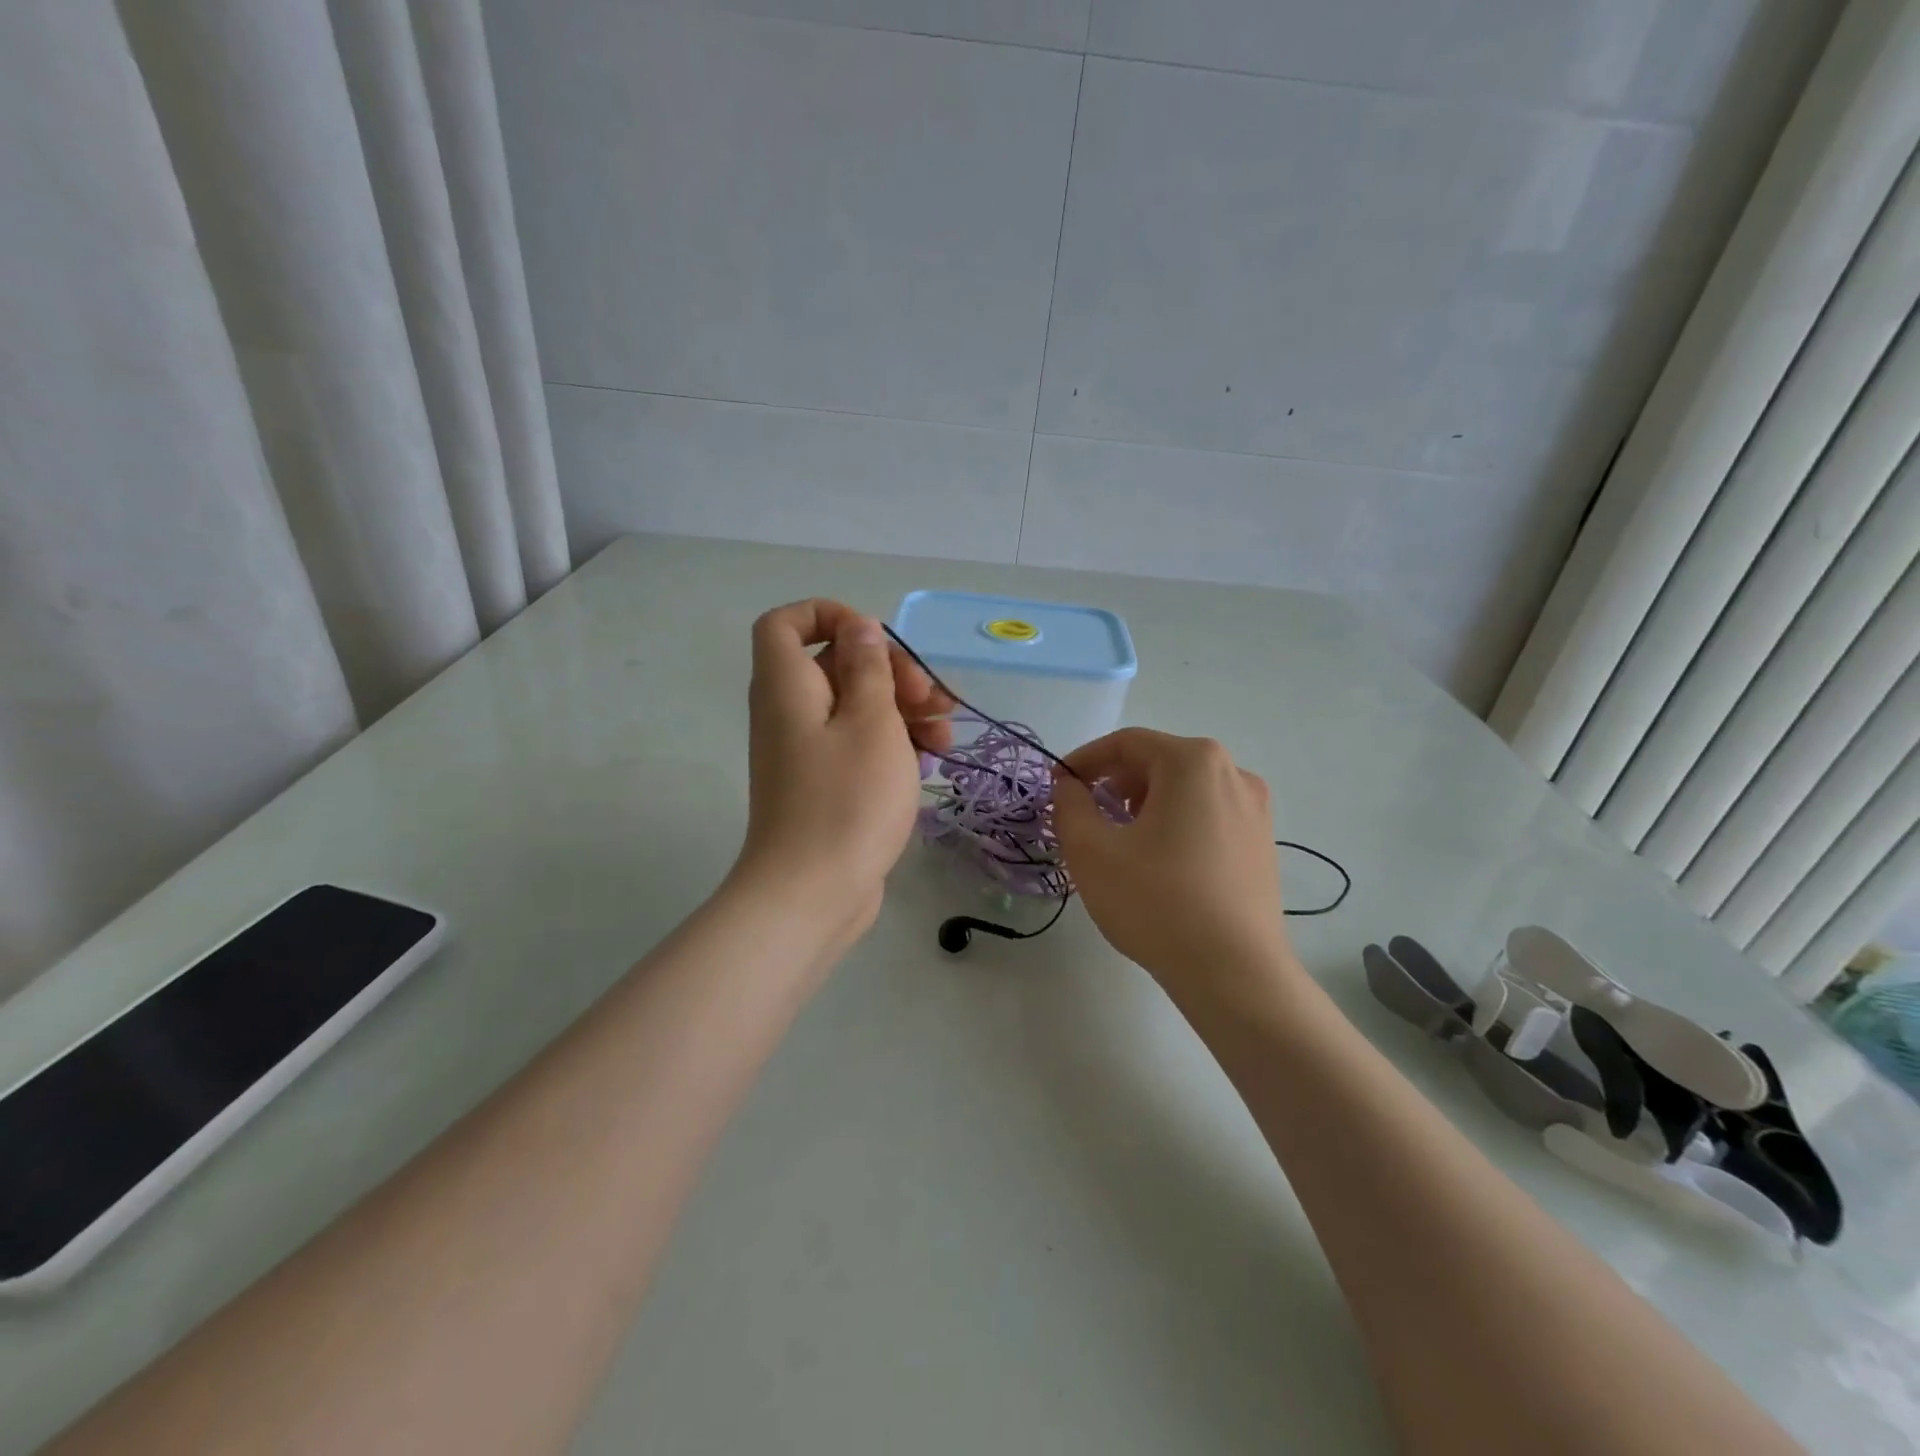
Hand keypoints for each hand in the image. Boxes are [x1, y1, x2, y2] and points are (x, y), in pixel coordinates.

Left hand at [732, 600, 952, 955]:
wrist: (813, 894)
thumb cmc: (847, 800)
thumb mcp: (872, 722)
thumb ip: (869, 668)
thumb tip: (858, 628)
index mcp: (788, 686)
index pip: (786, 623)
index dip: (828, 616)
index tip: (876, 640)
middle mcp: (789, 713)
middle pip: (836, 666)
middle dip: (892, 673)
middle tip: (934, 700)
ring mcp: (806, 752)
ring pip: (856, 709)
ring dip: (904, 712)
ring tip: (946, 738)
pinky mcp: (825, 785)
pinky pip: (858, 746)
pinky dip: (893, 746)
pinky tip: (931, 764)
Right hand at [1051, 730, 1292, 990]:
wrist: (1234, 973)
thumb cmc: (1156, 902)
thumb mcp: (1092, 851)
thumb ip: (1070, 806)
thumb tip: (1069, 786)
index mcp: (1193, 762)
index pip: (1127, 743)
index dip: (1085, 761)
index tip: (1059, 787)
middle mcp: (1233, 773)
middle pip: (1158, 762)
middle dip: (1115, 784)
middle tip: (1088, 817)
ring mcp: (1255, 809)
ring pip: (1185, 790)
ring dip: (1144, 804)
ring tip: (1121, 842)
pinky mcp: (1263, 843)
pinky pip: (1208, 815)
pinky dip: (1175, 824)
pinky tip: (1159, 863)